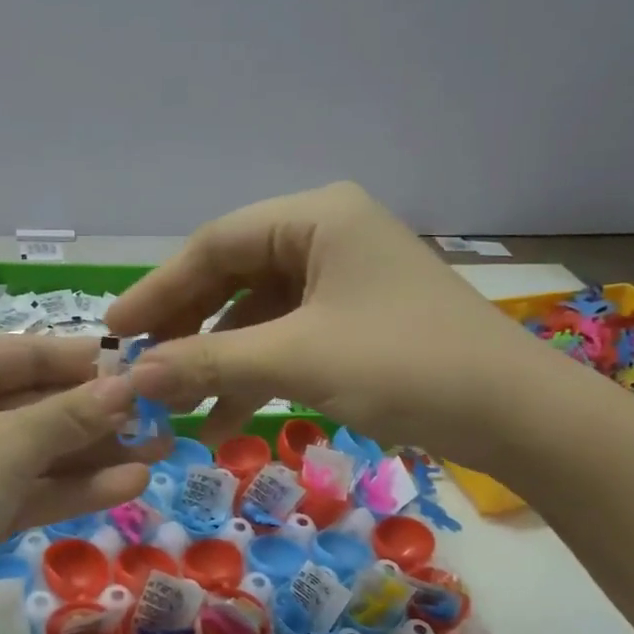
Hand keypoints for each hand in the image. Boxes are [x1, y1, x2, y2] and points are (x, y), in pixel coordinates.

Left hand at [0, 334, 150, 633]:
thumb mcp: (4, 445)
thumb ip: (71, 416)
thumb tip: (130, 386)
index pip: (28, 353)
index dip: (88, 363)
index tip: (147, 368)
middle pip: (37, 402)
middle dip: (98, 414)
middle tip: (164, 417)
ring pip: (39, 450)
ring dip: (96, 453)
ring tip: (162, 450)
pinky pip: (30, 490)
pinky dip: (74, 488)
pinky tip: (130, 484)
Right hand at [106, 182, 572, 465]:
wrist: (516, 414)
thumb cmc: (404, 365)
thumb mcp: (297, 360)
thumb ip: (209, 363)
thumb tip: (132, 376)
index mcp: (316, 216)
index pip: (215, 243)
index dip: (160, 288)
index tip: (116, 329)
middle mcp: (328, 233)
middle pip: (234, 274)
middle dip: (189, 326)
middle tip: (142, 366)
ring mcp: (345, 277)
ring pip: (259, 311)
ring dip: (220, 358)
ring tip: (177, 404)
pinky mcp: (357, 317)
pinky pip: (289, 335)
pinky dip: (257, 371)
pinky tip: (226, 416)